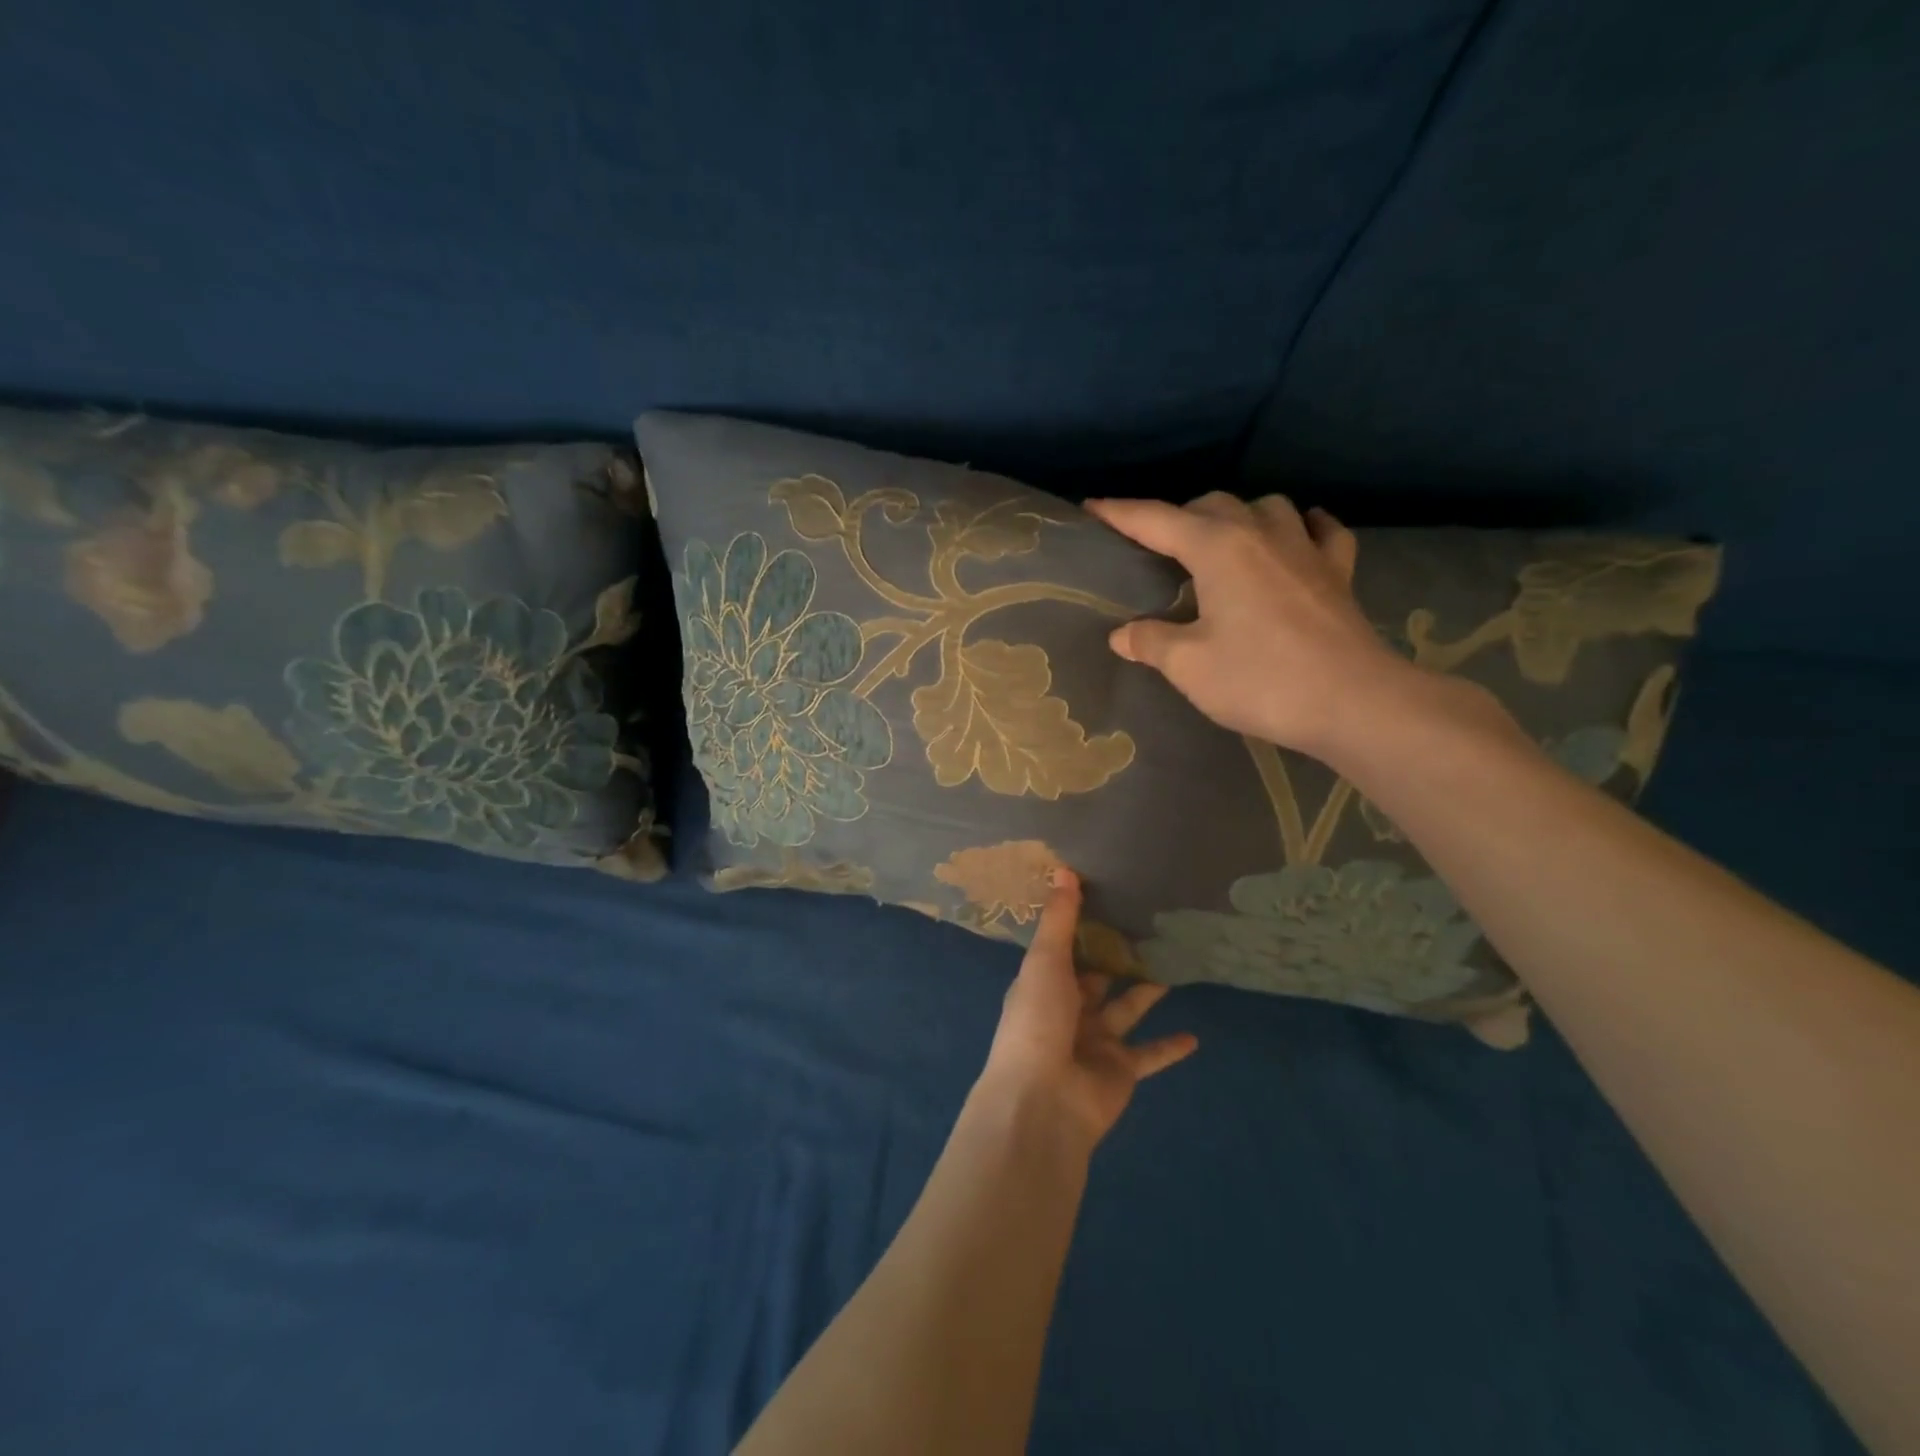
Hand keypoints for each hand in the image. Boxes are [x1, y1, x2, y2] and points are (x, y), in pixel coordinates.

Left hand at [981, 869, 1197, 1146]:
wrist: (1044, 1101)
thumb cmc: (1038, 1021)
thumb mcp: (1045, 961)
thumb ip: (1059, 919)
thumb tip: (1063, 869)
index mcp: (1044, 983)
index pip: (1064, 949)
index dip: (1082, 927)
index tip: (1108, 898)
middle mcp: (1069, 1010)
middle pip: (1098, 977)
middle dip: (1118, 956)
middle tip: (1150, 924)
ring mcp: (1096, 1041)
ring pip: (1127, 1008)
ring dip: (1147, 990)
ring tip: (1175, 962)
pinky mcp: (1121, 1070)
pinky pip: (1150, 1054)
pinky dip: (1170, 1047)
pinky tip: (1195, 1036)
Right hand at [1086, 492, 1422, 759]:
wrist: (1353, 701)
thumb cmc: (1261, 680)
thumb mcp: (1189, 666)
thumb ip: (1151, 643)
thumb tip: (1122, 635)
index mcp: (1217, 548)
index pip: (1156, 521)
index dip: (1121, 513)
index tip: (1092, 506)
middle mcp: (1261, 533)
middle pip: (1212, 505)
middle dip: (1179, 517)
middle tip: (1158, 546)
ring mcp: (1306, 548)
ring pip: (1267, 507)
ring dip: (1239, 516)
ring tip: (1223, 541)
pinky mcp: (1338, 571)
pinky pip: (1320, 531)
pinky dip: (1302, 527)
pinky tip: (1298, 536)